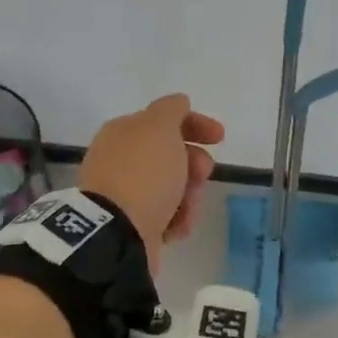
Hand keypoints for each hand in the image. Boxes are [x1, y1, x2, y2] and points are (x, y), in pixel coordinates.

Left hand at [78, 94, 224, 268]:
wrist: (117, 233)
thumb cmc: (143, 174)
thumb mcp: (160, 127)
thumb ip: (172, 109)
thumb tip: (179, 103)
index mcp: (122, 133)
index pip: (163, 120)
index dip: (195, 124)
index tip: (220, 138)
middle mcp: (120, 160)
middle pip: (170, 155)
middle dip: (193, 164)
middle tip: (202, 174)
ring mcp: (124, 194)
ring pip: (172, 187)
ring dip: (189, 195)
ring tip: (187, 209)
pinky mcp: (131, 224)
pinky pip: (165, 215)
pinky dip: (177, 219)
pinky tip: (177, 227)